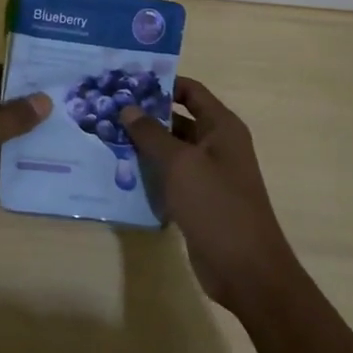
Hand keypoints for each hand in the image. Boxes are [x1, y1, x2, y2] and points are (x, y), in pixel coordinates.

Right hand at [118, 77, 290, 311]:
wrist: (246, 270)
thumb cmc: (217, 206)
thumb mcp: (180, 164)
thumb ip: (151, 134)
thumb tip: (127, 108)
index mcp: (222, 127)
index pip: (190, 91)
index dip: (161, 83)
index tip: (125, 82)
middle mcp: (217, 145)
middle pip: (178, 118)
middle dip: (145, 114)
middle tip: (107, 109)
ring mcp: (208, 174)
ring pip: (171, 149)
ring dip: (144, 144)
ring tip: (105, 136)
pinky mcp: (198, 199)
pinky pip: (170, 176)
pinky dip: (149, 171)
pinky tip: (120, 170)